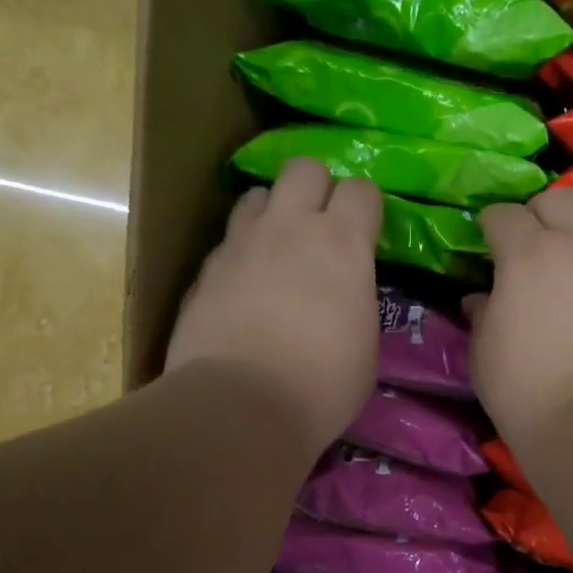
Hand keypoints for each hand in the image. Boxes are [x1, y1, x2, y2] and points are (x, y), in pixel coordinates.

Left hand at [165, 158, 382, 458]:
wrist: (241, 405)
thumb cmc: (323, 384)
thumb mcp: (364, 344)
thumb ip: (355, 301)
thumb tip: (343, 297)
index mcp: (343, 243)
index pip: (362, 189)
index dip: (366, 209)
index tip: (366, 236)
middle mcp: (290, 227)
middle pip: (304, 168)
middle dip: (316, 188)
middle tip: (320, 228)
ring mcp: (242, 243)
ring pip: (258, 195)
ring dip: (273, 214)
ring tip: (277, 250)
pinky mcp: (206, 269)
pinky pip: (228, 241)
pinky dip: (241, 254)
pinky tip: (244, 288)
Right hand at [468, 187, 572, 452]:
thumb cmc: (524, 392)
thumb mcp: (483, 355)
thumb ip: (482, 315)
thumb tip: (479, 298)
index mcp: (527, 255)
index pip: (503, 214)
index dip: (494, 226)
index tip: (493, 241)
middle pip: (562, 199)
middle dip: (546, 216)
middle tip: (544, 247)